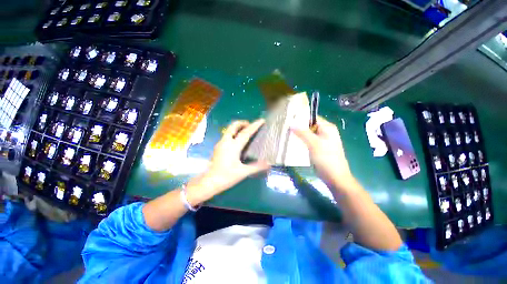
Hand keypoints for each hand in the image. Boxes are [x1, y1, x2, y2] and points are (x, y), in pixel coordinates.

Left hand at [185, 119, 269, 205]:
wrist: (209, 182)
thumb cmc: (227, 176)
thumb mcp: (243, 172)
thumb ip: (257, 167)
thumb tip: (269, 164)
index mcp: (234, 146)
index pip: (246, 132)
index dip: (255, 125)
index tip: (261, 120)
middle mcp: (226, 141)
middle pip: (234, 126)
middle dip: (243, 123)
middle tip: (251, 125)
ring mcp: (220, 143)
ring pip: (229, 130)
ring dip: (238, 127)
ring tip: (246, 132)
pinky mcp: (218, 147)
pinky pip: (227, 135)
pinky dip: (234, 133)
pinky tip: (238, 141)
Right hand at [291, 116, 355, 190]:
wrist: (334, 177)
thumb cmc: (326, 158)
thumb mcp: (314, 144)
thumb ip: (303, 133)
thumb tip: (291, 123)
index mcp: (327, 128)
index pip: (312, 117)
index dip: (301, 117)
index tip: (288, 119)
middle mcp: (325, 132)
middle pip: (309, 126)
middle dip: (298, 126)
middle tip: (285, 127)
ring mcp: (321, 141)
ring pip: (308, 134)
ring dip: (299, 134)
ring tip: (287, 133)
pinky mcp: (318, 148)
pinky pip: (308, 141)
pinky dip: (301, 141)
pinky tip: (292, 142)